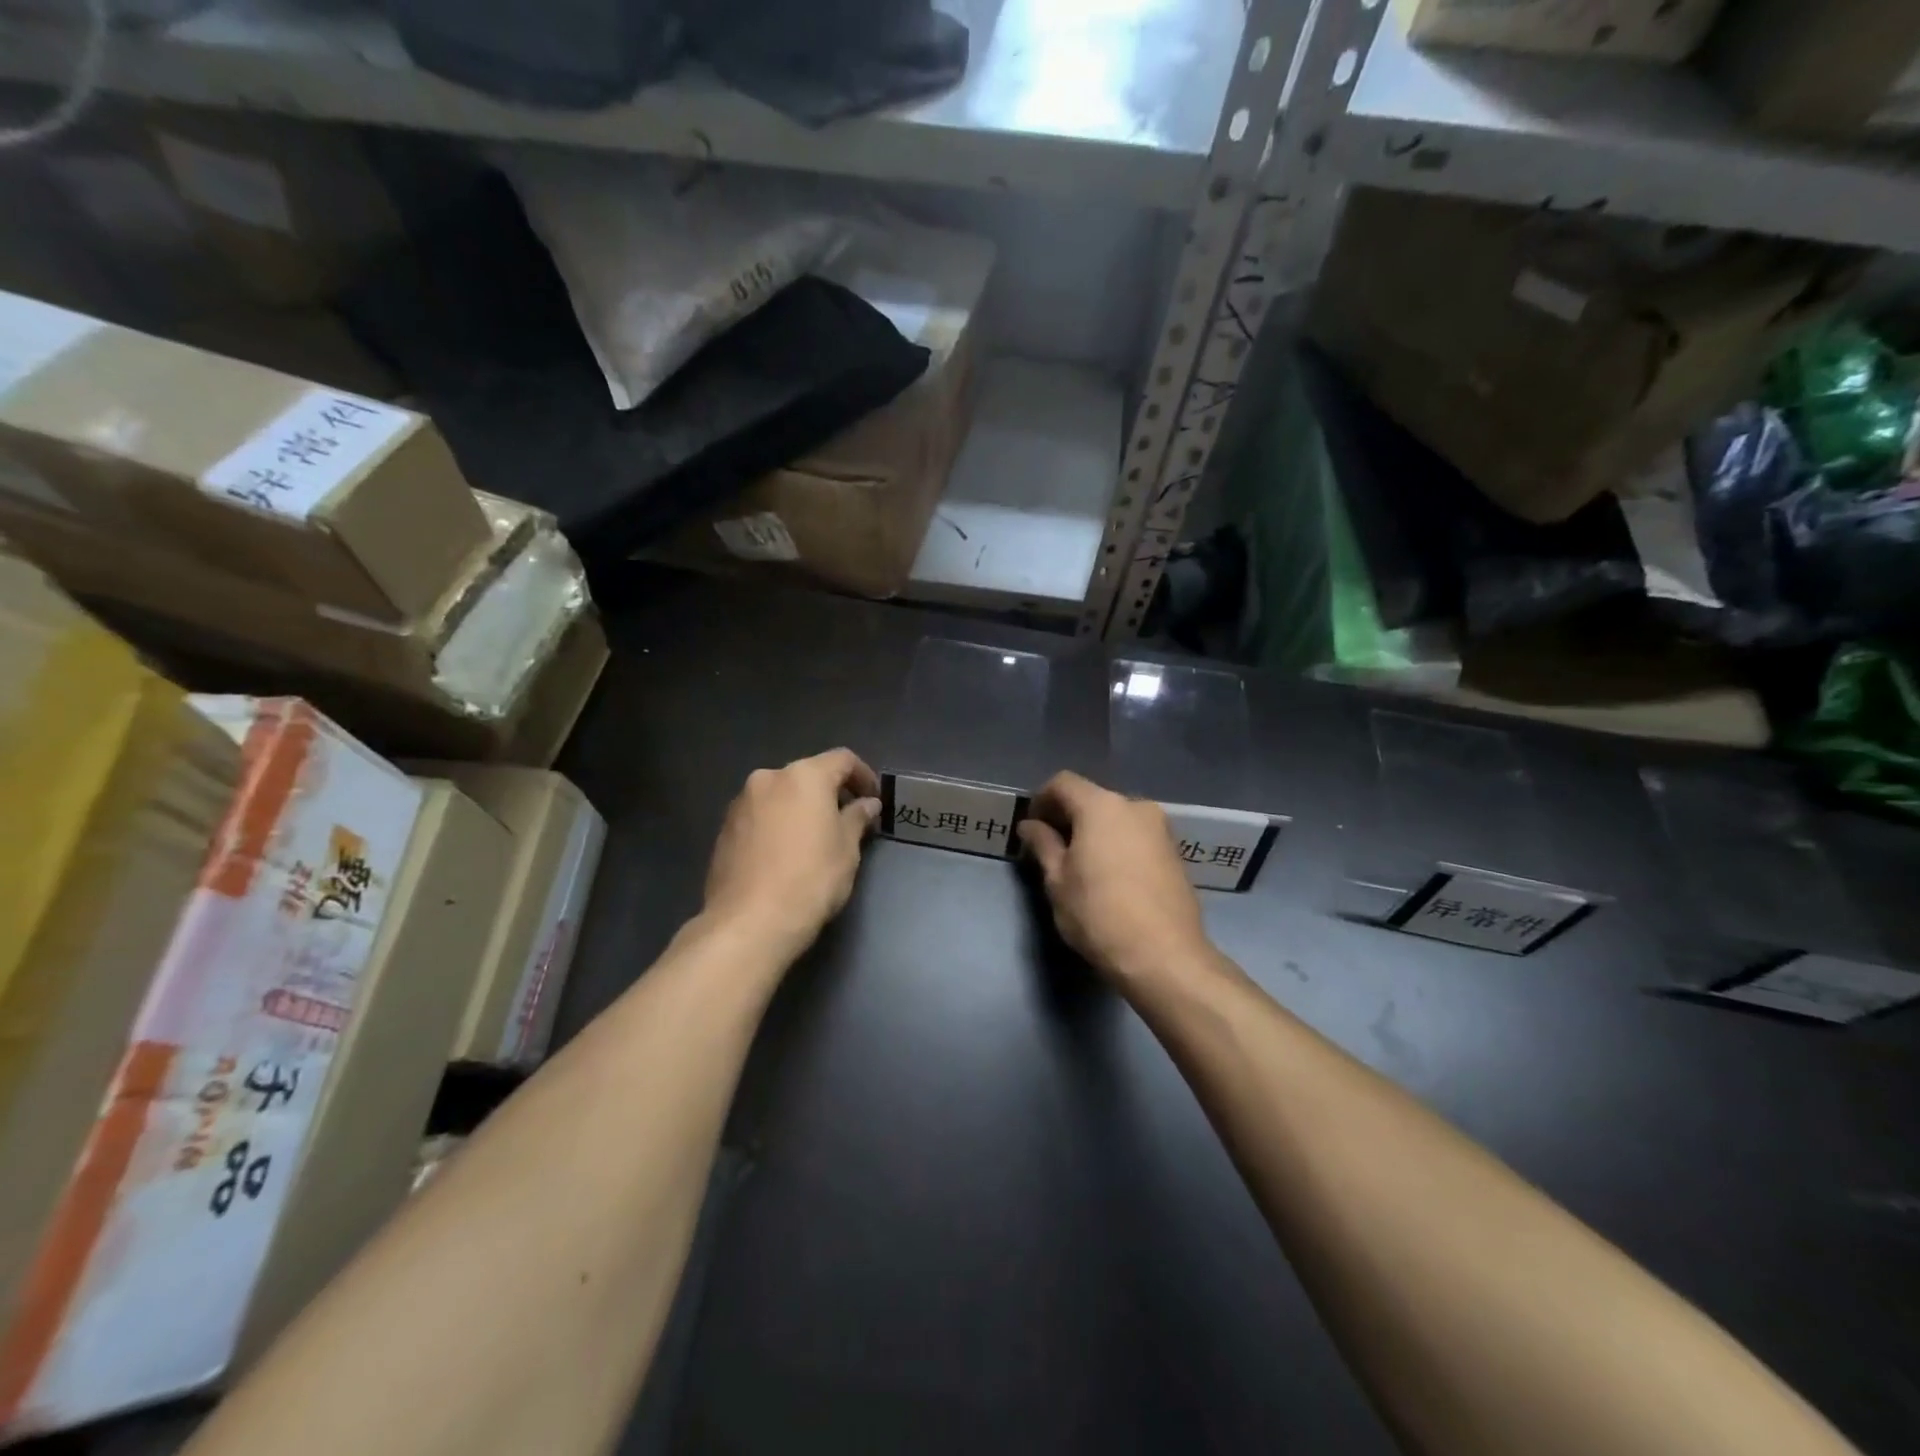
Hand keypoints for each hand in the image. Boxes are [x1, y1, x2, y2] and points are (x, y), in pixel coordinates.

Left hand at [704, 748, 881, 957]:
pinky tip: (785, 855)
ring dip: (800, 808)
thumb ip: (857, 818)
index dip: (863, 775)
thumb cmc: (810, 880)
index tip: (873, 800)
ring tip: (814, 840)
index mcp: (804, 777)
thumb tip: (867, 804)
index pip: (842, 760)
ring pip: (781, 795)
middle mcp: (769, 779)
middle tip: (847, 821)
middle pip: (808, 775)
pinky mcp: (724, 828)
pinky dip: (777, 824)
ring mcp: (741, 803)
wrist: (749, 923)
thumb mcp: (846, 850)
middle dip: (830, 793)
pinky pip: (760, 815)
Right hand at [1016, 771, 1211, 986]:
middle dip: (1069, 816)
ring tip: (1080, 864)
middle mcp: (1135, 806)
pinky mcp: (1175, 852)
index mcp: (1101, 806)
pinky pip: (1136, 836)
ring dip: (1095, 831)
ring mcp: (1161, 828)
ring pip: (1117, 818)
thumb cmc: (1099, 914)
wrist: (1164, 956)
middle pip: (1092, 798)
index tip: (1031, 827)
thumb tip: (1030, 826)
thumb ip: (1043, 845)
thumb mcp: (1058, 881)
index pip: (1063, 783)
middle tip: (1051, 847)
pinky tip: (1110, 875)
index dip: (1041, 799)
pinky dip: (1118, 844)